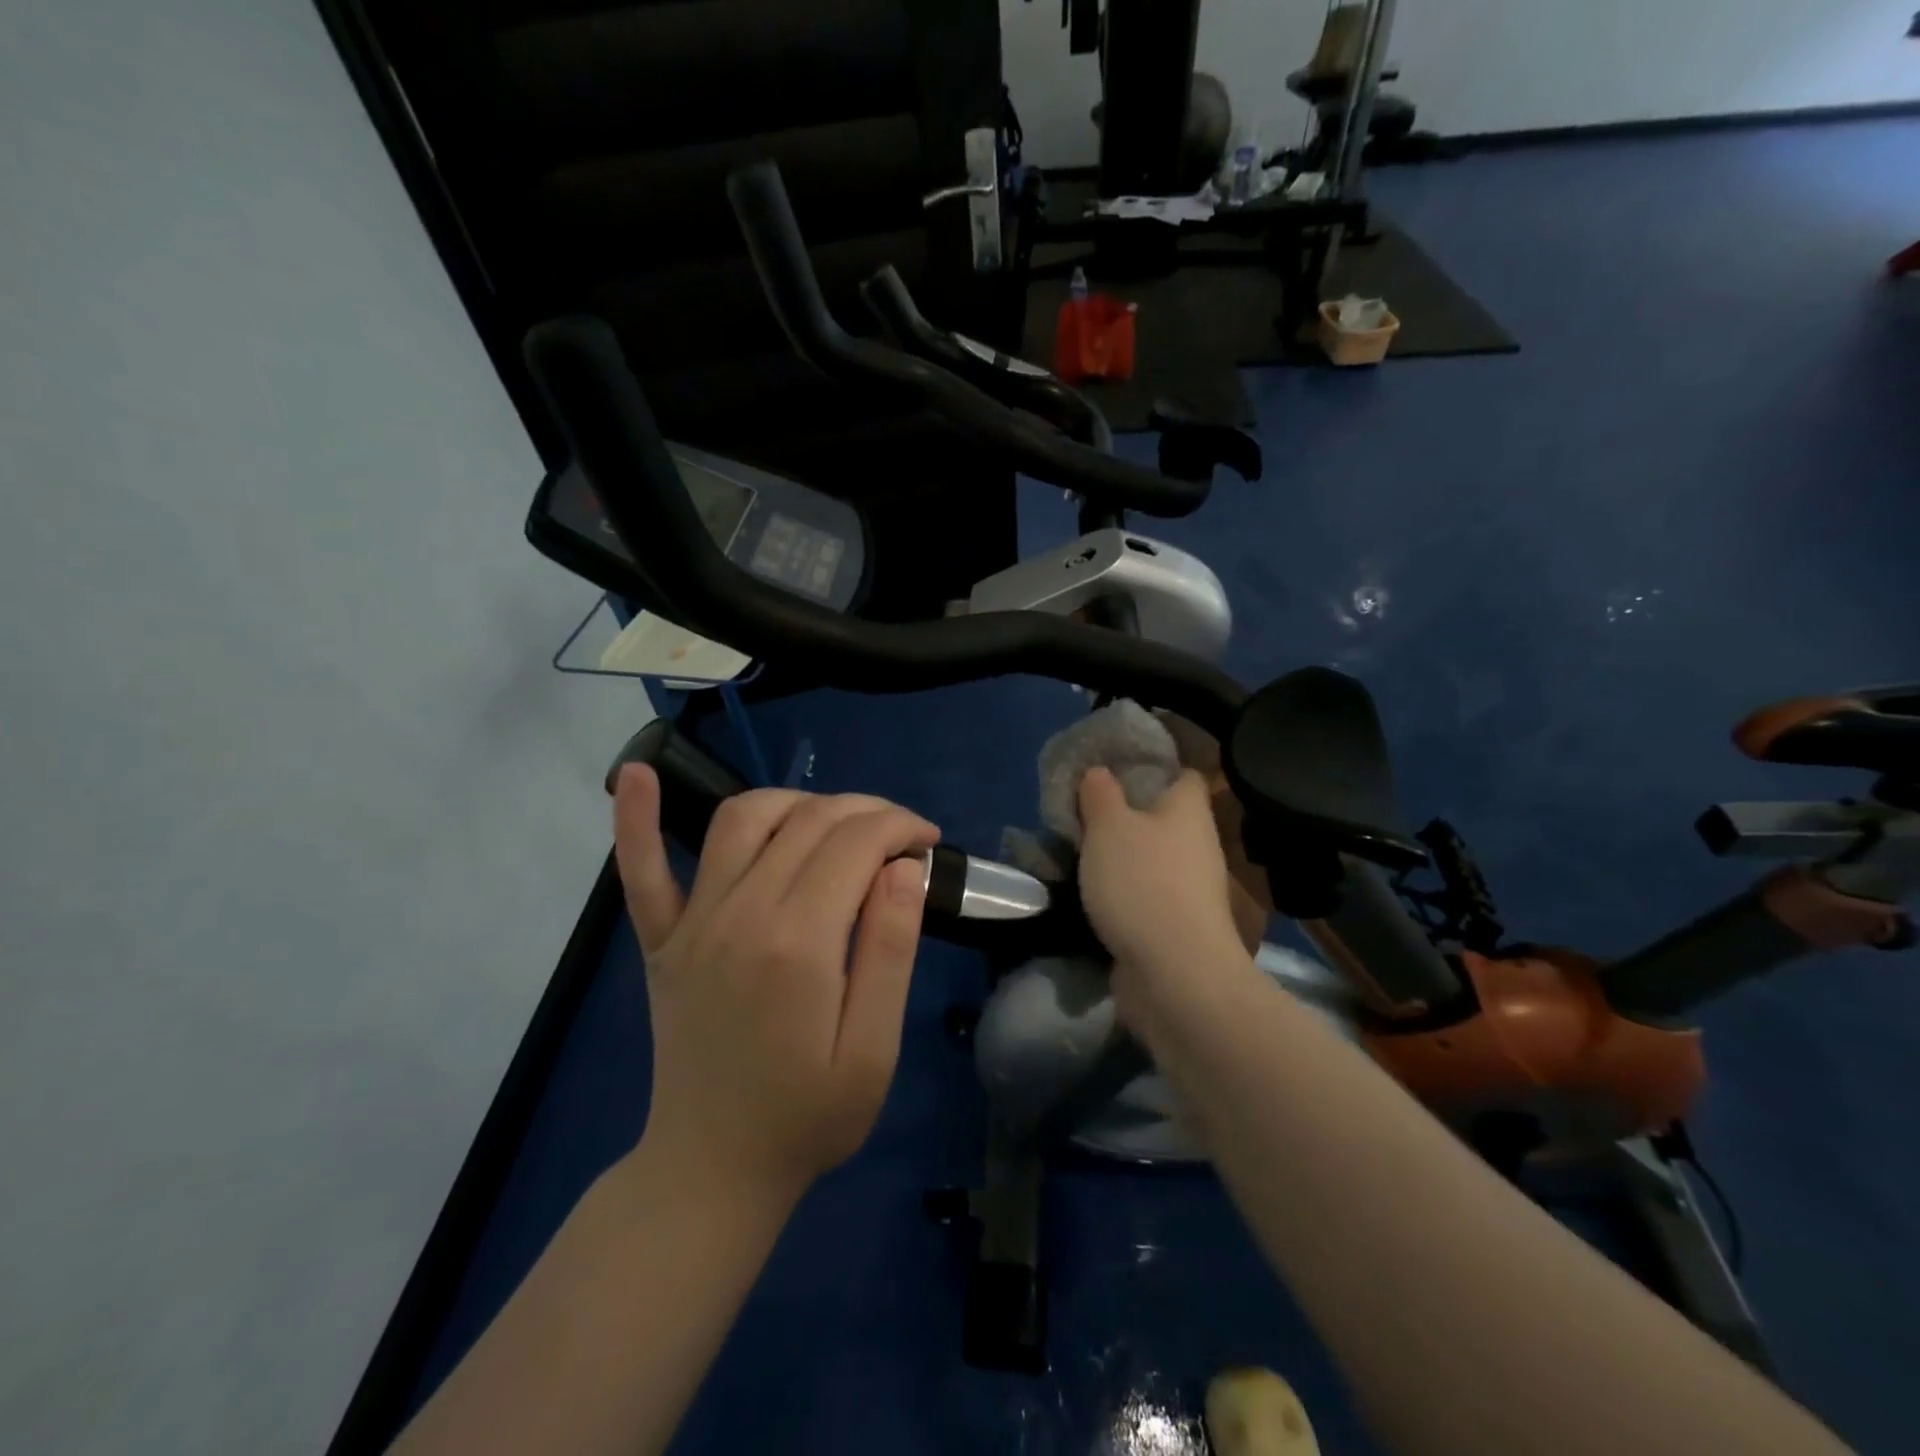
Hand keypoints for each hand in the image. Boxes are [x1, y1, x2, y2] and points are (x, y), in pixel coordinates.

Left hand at [613, 765, 937, 1206]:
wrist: (713, 1170)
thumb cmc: (809, 1116)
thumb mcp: (874, 1049)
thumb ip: (890, 950)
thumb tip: (902, 868)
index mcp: (799, 943)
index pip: (857, 842)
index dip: (900, 827)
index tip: (927, 841)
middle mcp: (741, 913)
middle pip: (810, 820)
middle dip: (866, 810)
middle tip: (898, 834)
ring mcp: (693, 922)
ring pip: (744, 818)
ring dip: (797, 801)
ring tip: (835, 822)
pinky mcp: (662, 938)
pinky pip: (642, 868)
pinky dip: (637, 818)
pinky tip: (636, 772)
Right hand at [1077, 767, 1249, 1020]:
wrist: (1174, 974)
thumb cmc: (1142, 883)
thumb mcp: (1108, 825)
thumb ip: (1100, 793)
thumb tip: (1099, 772)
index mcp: (1189, 810)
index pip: (1183, 773)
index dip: (1153, 766)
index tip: (1114, 767)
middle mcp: (1198, 844)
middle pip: (1163, 817)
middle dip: (1127, 814)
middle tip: (1084, 811)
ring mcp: (1191, 888)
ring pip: (1152, 857)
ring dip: (1122, 856)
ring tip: (1079, 851)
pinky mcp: (1178, 925)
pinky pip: (1146, 894)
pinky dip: (1123, 892)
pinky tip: (1092, 893)